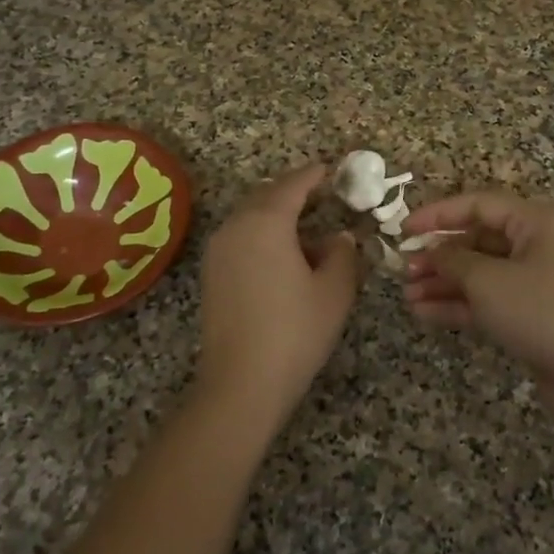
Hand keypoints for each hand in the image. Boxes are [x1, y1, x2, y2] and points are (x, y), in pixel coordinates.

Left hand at [196, 163, 362, 428]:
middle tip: (322, 196)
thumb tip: (340, 237)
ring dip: (277, 216)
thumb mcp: (334, 290)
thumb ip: (342, 254)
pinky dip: (262, 236)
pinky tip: (284, 259)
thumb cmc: (295, 331)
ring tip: (308, 231)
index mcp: (266, 221)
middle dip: (294, 192)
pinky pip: (240, 239)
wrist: (242, 383)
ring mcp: (218, 251)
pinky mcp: (211, 275)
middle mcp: (235, 227)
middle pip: (266, 196)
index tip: (331, 169)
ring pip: (250, 218)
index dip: (314, 175)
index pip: (293, 185)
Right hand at [402, 191, 553, 432]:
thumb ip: (452, 260)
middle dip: (438, 255)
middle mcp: (536, 245)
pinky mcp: (530, 314)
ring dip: (443, 283)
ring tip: (407, 295)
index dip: (437, 215)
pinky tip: (423, 312)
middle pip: (477, 241)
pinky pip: (487, 300)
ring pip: (479, 273)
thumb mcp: (488, 281)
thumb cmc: (541, 311)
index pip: (478, 205)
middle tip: (403, 269)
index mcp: (535, 222)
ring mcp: (534, 282)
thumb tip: (432, 253)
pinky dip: (457, 305)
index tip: (403, 230)